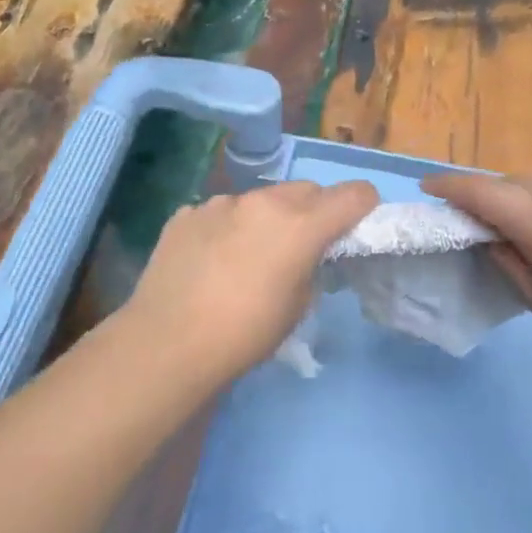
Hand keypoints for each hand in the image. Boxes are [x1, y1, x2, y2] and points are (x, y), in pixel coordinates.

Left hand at [123, 180, 377, 384]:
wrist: (168, 343)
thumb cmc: (245, 333)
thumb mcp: (297, 307)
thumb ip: (310, 268)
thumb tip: (304, 255)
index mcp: (300, 225)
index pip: (352, 195)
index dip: (363, 205)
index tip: (358, 221)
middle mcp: (262, 202)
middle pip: (305, 190)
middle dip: (313, 210)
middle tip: (303, 243)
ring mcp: (219, 203)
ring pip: (259, 199)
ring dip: (265, 218)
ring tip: (248, 255)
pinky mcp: (185, 215)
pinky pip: (219, 213)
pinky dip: (225, 228)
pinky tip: (210, 260)